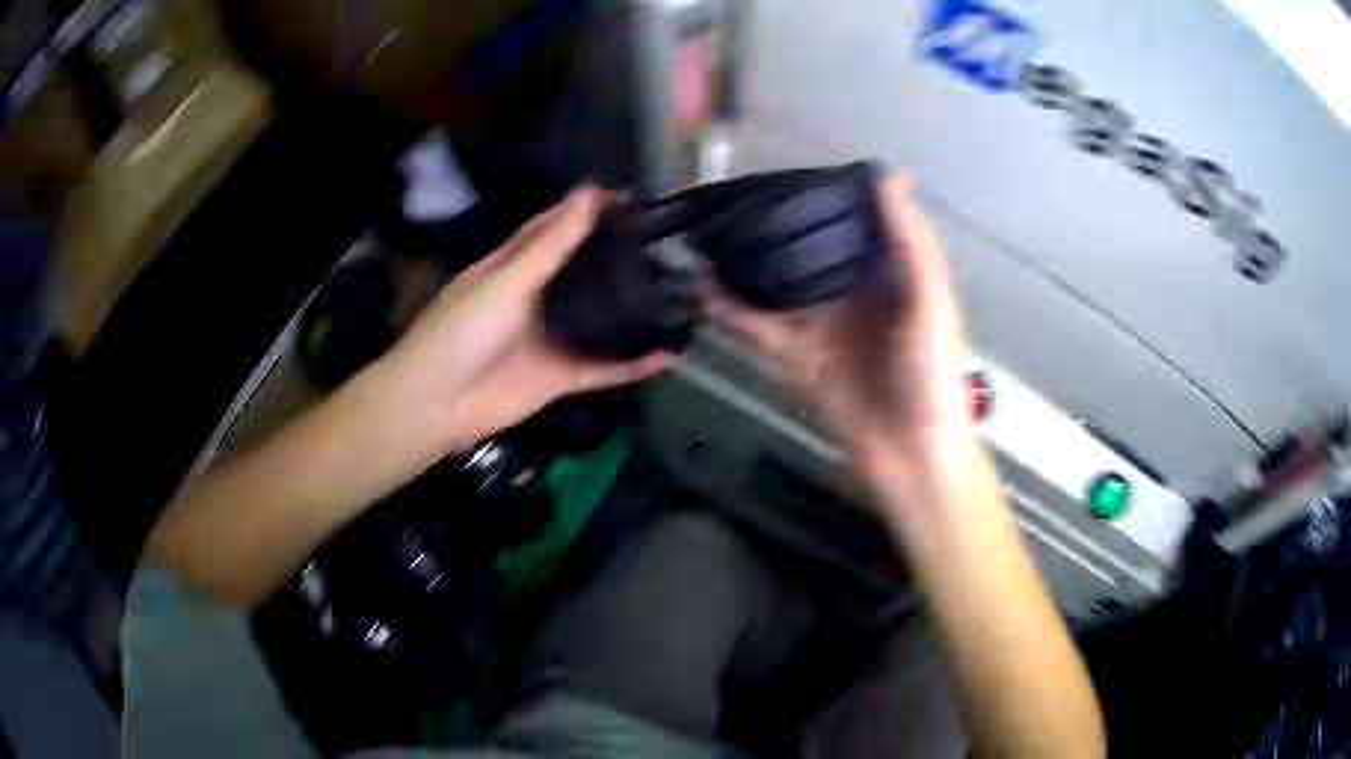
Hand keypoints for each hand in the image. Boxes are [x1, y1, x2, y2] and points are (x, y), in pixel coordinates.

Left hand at [373, 186, 670, 454]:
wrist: (437, 403)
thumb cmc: (462, 330)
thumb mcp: (507, 280)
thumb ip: (551, 244)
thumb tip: (588, 193)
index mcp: (512, 266)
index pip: (552, 229)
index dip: (584, 211)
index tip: (628, 199)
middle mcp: (533, 298)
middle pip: (579, 271)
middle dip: (615, 256)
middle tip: (665, 242)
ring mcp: (549, 338)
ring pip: (597, 319)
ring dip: (629, 308)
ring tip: (675, 289)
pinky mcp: (560, 377)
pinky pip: (603, 368)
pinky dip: (632, 364)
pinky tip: (668, 354)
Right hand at [710, 172, 971, 475]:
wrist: (910, 455)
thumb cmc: (931, 374)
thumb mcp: (930, 302)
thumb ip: (910, 242)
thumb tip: (889, 174)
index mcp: (890, 273)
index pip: (855, 222)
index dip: (830, 195)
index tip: (796, 165)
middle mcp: (853, 291)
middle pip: (810, 249)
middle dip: (779, 225)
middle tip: (736, 195)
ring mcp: (821, 323)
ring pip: (778, 284)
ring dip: (748, 264)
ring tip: (709, 235)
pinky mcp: (797, 356)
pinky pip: (759, 327)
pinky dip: (731, 312)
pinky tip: (703, 290)